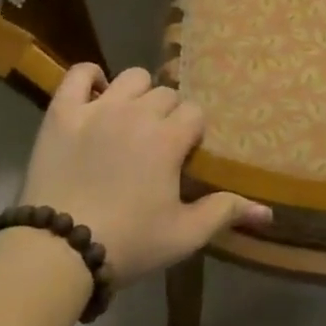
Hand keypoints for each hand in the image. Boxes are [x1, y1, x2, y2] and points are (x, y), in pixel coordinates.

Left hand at [15, 65, 269, 285]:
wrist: (57, 251)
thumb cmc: (129, 243)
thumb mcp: (184, 235)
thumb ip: (225, 213)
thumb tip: (268, 212)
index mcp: (169, 138)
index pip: (195, 113)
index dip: (192, 133)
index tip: (183, 157)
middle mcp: (138, 113)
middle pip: (167, 94)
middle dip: (168, 115)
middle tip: (157, 145)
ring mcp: (98, 108)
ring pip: (132, 77)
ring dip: (138, 94)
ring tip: (131, 120)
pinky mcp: (62, 113)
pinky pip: (79, 74)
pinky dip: (91, 78)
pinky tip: (96, 97)